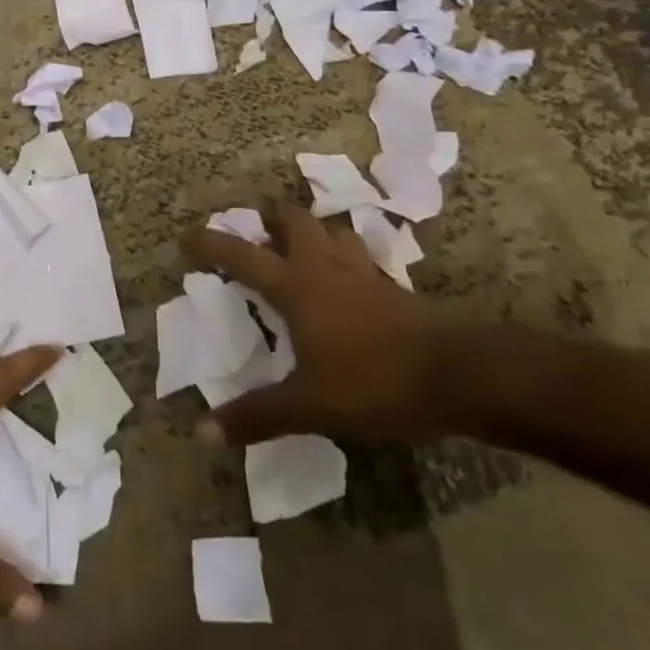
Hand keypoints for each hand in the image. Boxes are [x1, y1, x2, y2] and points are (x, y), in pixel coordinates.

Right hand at [180, 202, 452, 444]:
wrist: (461, 376)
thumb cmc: (374, 382)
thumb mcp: (309, 405)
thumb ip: (256, 416)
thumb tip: (200, 433)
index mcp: (294, 287)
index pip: (241, 255)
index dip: (211, 243)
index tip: (187, 236)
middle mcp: (323, 268)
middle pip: (293, 221)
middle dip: (271, 217)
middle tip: (256, 226)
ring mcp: (363, 273)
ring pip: (333, 232)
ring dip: (313, 231)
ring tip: (302, 244)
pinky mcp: (394, 287)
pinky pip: (363, 257)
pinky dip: (348, 255)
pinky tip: (350, 276)